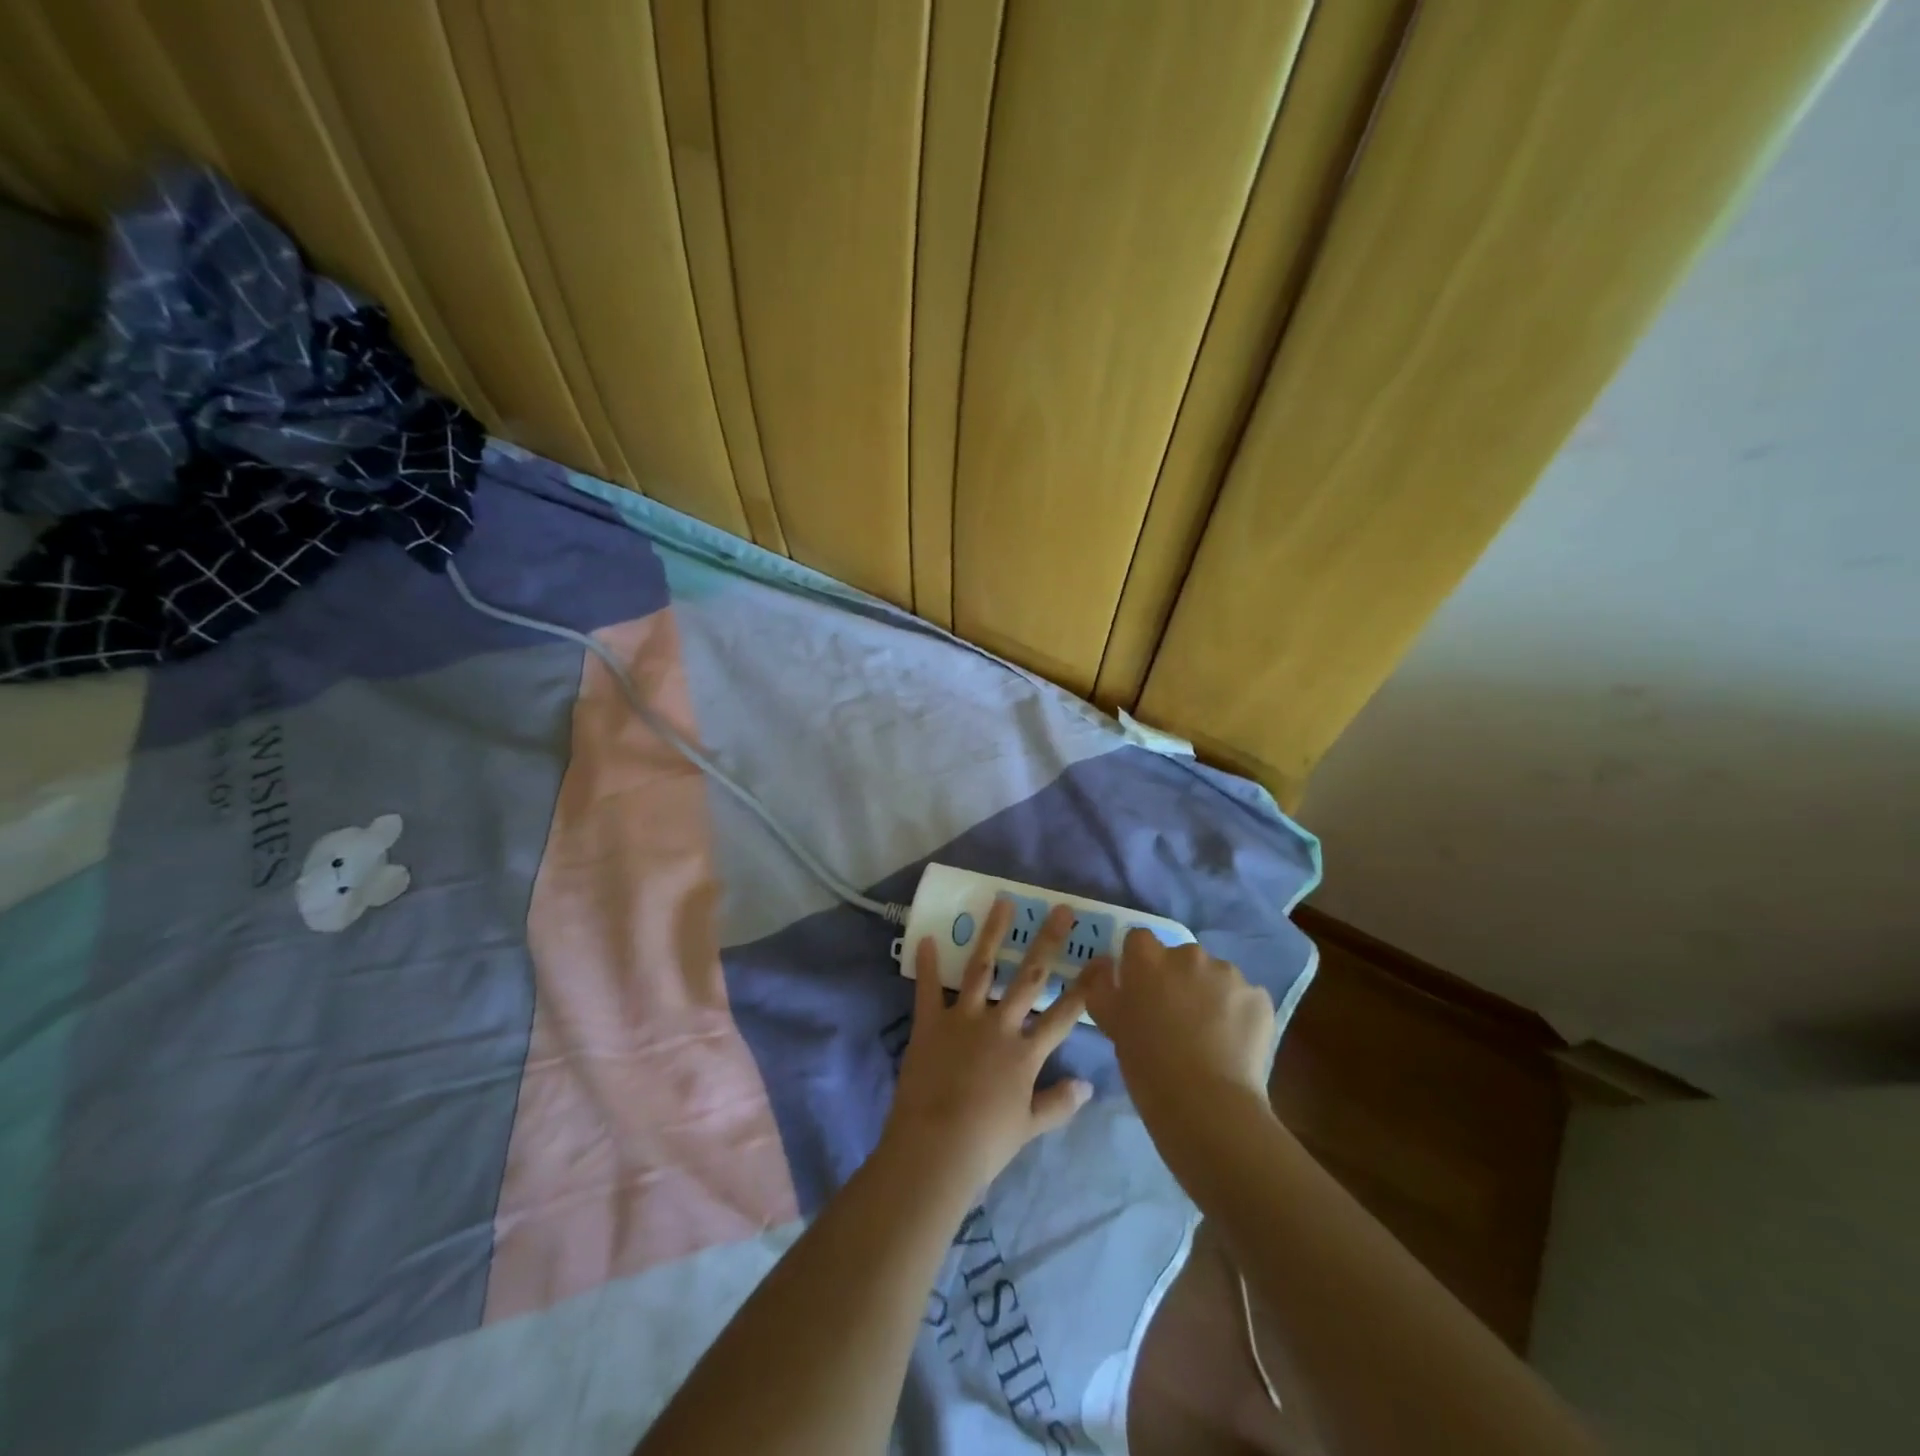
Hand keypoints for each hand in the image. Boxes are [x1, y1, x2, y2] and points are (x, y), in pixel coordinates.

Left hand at [882, 901, 1092, 1196]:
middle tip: (1061, 910)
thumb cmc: (986, 1143)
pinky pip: (928, 988)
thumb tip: (1088, 1086)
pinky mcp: (930, 1024)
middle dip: (1047, 942)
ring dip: (992, 934)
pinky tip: (926, 937)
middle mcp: (999, 1026)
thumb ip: (1058, 1103)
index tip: (1104, 958)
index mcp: (1026, 1052)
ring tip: (1003, 902)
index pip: (1065, 1014)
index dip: (1086, 986)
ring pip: (982, 968)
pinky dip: (927, 964)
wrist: (935, 1149)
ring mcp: (964, 1020)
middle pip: (1029, 977)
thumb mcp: (1029, 1127)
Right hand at [1081, 931, 1275, 1146]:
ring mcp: (1228, 974)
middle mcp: (1188, 955)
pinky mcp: (1259, 997)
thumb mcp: (1110, 1024)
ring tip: (1209, 1036)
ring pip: (1215, 976)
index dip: (1139, 962)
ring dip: (1210, 994)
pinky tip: (1233, 1045)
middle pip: (1180, 956)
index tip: (1141, 989)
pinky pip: (1243, 998)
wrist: (1207, 1105)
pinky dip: (1238, 1015)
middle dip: (1178, 979)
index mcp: (1148, 959)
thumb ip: (1103, 987)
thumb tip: (1106, 965)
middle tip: (1175, 1018)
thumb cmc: (1148, 1066)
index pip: (1139, 939)